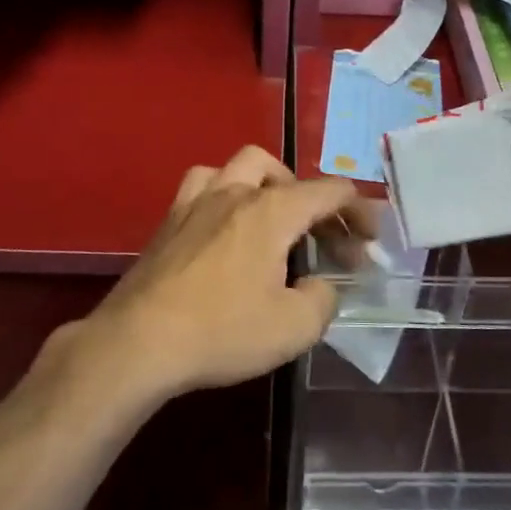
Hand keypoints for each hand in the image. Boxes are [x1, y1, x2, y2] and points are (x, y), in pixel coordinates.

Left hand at [64, 147, 373, 406]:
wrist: (139, 342)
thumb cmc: (222, 331)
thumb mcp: (293, 328)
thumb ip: (322, 299)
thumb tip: (320, 285)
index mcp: (271, 211)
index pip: (329, 192)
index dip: (359, 211)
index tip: (371, 241)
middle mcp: (235, 192)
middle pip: (286, 175)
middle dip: (315, 203)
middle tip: (326, 242)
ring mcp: (196, 202)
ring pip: (240, 167)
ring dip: (267, 185)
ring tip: (276, 218)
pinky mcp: (169, 221)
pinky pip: (204, 186)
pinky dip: (226, 194)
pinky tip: (226, 225)